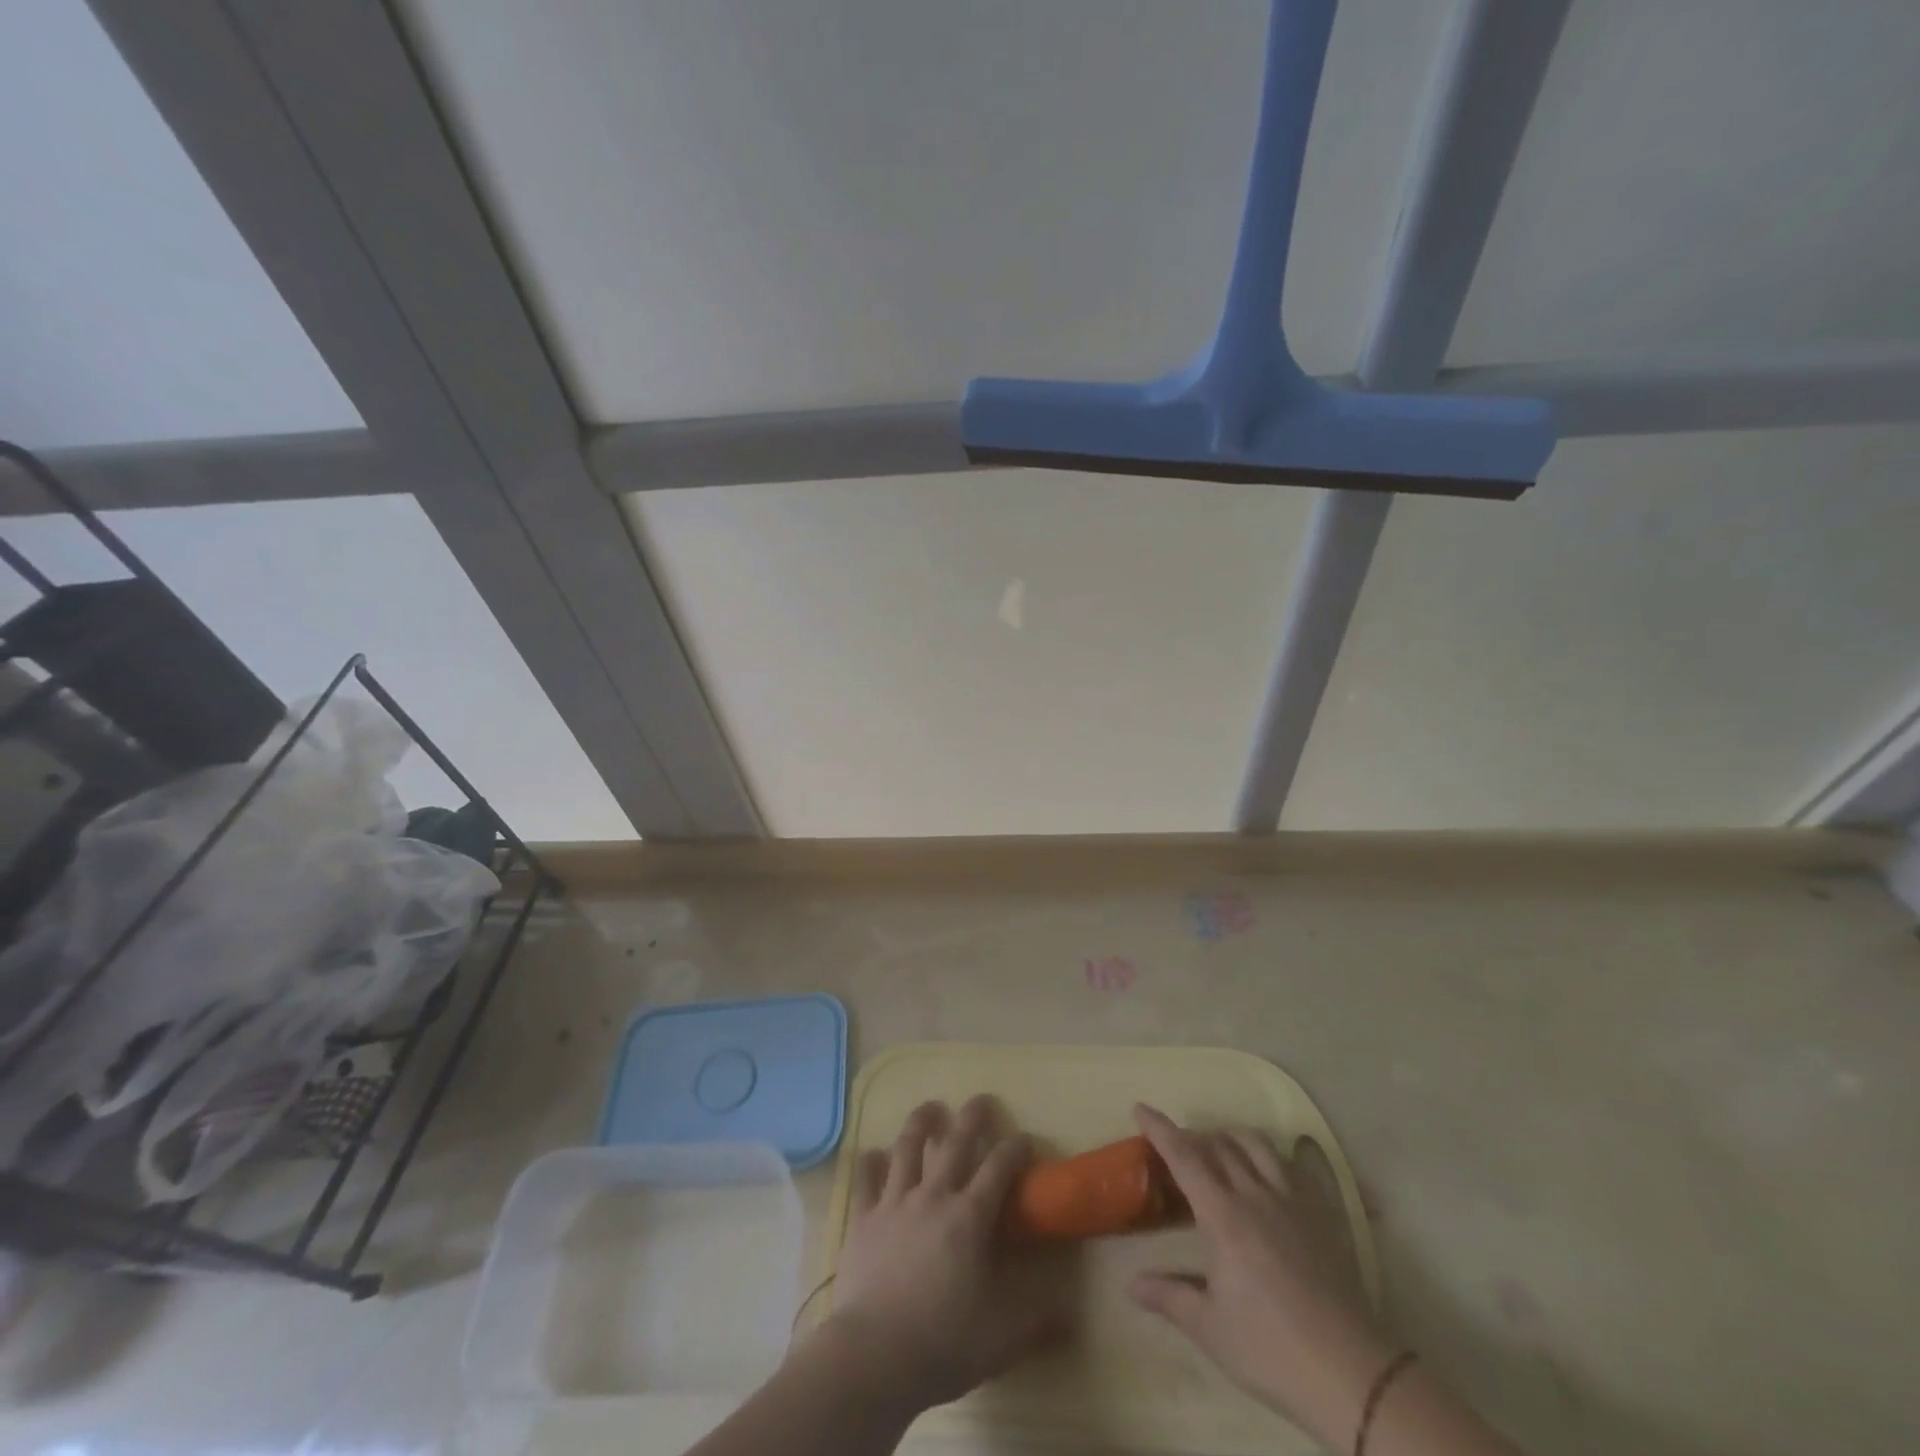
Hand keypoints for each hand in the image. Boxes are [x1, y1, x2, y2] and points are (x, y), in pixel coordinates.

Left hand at [819, 1097, 1068, 1411]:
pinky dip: (871, 1162)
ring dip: (921, 1122)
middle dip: (972, 1117)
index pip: (999, 1169)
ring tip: (930, 1107)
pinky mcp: (864, 1218)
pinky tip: (874, 1153)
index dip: (1015, 1149)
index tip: (1024, 1138)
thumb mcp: (1003, 1338)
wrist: (874, 1355)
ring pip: (908, 1147)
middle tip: (981, 1099)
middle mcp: (934, 1196)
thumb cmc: (944, 1342)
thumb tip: (1071, 1313)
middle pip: (955, 1143)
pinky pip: (867, 1180)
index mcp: (970, 1217)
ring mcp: (895, 1203)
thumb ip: (1038, 1320)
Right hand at [1128, 1104, 1397, 1447]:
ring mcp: (1292, 1200)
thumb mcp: (1210, 1328)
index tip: (1140, 1108)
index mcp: (1223, 1215)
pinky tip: (1268, 1171)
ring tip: (1219, 1147)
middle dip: (1192, 1136)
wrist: (1351, 1371)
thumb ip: (1169, 1297)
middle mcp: (1255, 1194)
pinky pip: (1291, 1166)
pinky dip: (1270, 1156)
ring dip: (1230, 1136)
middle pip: (1219, 1145)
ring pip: (1256, 1145)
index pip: (1184, 1156)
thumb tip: (1131, 1284)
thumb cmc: (1270, 1348)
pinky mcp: (1321, 1214)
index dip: (1160, 1129)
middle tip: (1176, 1145)